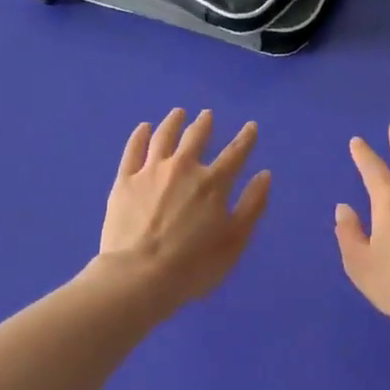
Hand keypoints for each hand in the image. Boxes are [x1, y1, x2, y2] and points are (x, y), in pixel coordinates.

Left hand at [99, 109, 271, 308]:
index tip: (251, 126)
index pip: (235, 153)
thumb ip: (252, 206)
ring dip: (173, 123)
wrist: (139, 276)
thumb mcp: (234, 241)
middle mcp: (183, 168)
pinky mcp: (124, 181)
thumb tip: (264, 175)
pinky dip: (139, 136)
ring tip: (178, 113)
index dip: (246, 138)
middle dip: (204, 124)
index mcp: (213, 183)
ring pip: (164, 137)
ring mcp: (151, 172)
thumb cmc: (194, 265)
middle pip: (196, 138)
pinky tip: (143, 128)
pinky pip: (133, 150)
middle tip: (207, 115)